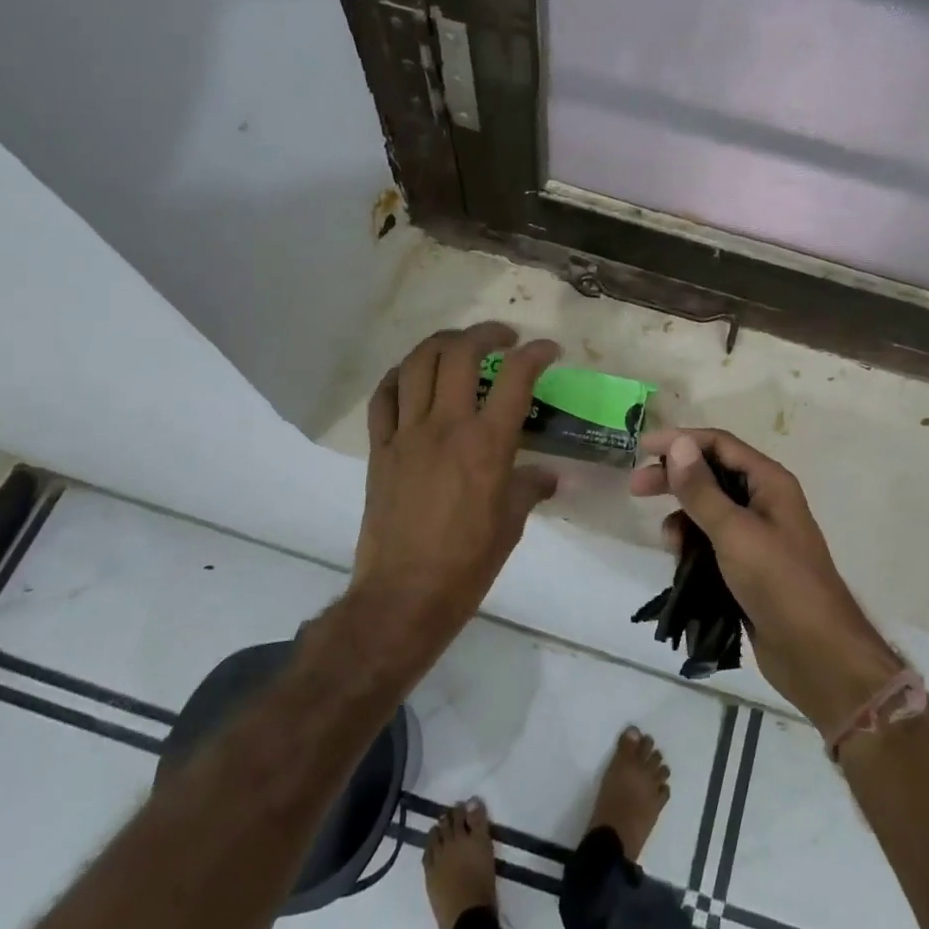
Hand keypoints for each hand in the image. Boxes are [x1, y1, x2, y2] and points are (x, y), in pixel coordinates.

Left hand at [351, 323, 559, 671]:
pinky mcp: (380, 449)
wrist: (405, 595)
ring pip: (417, 364)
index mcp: (487, 445)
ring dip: (442, 343)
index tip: (549, 350)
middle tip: (503, 338)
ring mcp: (407, 434)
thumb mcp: (511, 524)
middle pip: (460, 353)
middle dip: (486, 333)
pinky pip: (383, 397)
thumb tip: (548, 476)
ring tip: (459, 345)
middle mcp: (446, 427)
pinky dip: (399, 376)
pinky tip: (411, 376)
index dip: (536, 353)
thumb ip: (530, 488)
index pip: (516, 377)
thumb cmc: (468, 563)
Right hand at [629, 428, 901, 736]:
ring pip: (709, 510)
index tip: (642, 447)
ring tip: (669, 541)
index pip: (719, 444)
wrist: (816, 652)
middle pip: (711, 474)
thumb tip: (679, 444)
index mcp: (769, 482)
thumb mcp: (734, 532)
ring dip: (683, 517)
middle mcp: (764, 501)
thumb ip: (702, 490)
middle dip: (675, 478)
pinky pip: (712, 541)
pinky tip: (681, 561)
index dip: (681, 441)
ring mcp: (757, 534)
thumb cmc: (779, 582)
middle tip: (636, 488)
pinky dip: (693, 544)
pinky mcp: (748, 565)